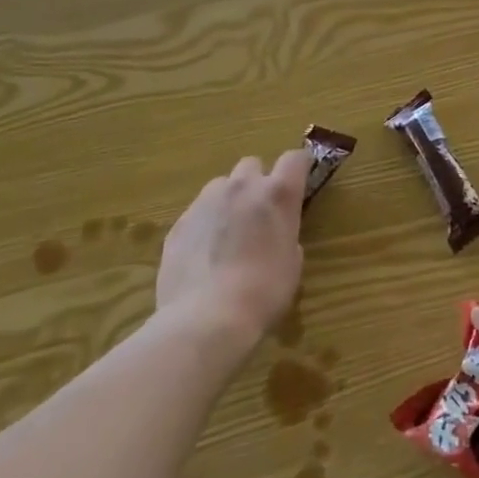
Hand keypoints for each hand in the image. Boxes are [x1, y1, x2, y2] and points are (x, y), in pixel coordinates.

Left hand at [154, 151, 309, 350]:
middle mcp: (242, 187)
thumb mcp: (292, 263)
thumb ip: (285, 235)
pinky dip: (204, 225)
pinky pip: (196, 213)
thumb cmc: (264, 292)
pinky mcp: (178, 224)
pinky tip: (203, 256)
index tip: (300, 179)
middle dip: (257, 182)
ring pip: (221, 186)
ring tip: (227, 233)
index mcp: (278, 194)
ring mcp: (206, 202)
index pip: (295, 158)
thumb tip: (274, 235)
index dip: (299, 166)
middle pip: (252, 165)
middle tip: (258, 212)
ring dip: (228, 200)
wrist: (206, 319)